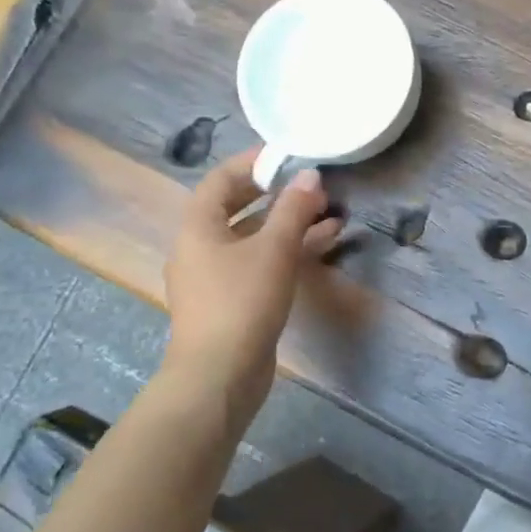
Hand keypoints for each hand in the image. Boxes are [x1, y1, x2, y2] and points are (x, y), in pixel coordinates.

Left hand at [162, 149, 343, 396]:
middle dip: (277, 195)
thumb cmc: (242, 302)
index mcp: (198, 227)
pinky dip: (287, 252)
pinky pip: (260, 263)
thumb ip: (293, 210)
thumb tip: (310, 175)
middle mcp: (201, 248)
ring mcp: (216, 277)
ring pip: (254, 239)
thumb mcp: (273, 250)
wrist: (220, 375)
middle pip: (237, 208)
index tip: (287, 156)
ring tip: (332, 216)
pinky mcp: (233, 301)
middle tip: (313, 185)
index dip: (252, 163)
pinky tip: (321, 248)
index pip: (221, 180)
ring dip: (290, 225)